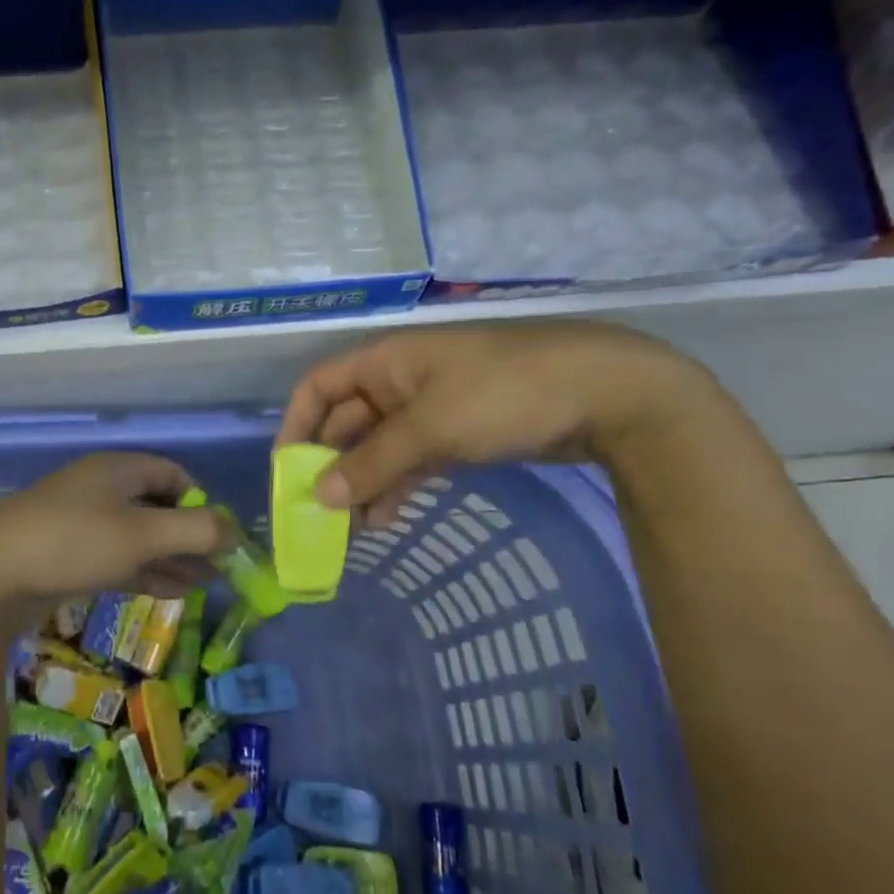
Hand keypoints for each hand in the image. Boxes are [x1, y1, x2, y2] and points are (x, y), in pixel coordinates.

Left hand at [0, 452, 226, 625]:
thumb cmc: (73, 542)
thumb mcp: (142, 534)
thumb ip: (195, 530)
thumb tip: (236, 530)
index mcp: (118, 470)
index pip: (173, 474)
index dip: (201, 501)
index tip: (221, 535)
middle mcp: (102, 489)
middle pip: (158, 506)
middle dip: (190, 535)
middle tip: (220, 566)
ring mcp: (82, 523)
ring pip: (139, 536)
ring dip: (173, 557)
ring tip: (206, 584)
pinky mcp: (68, 555)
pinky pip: (118, 557)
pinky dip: (147, 571)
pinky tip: (172, 591)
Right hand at [278, 322, 712, 527]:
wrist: (605, 394)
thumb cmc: (502, 394)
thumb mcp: (430, 427)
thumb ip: (372, 462)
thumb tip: (319, 496)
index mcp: (385, 362)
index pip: (319, 387)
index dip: (297, 424)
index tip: (288, 471)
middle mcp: (400, 381)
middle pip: (347, 422)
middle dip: (331, 465)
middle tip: (319, 516)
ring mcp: (432, 408)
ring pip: (379, 447)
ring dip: (363, 483)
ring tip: (351, 531)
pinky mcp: (460, 433)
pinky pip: (412, 460)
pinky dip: (397, 486)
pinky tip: (388, 520)